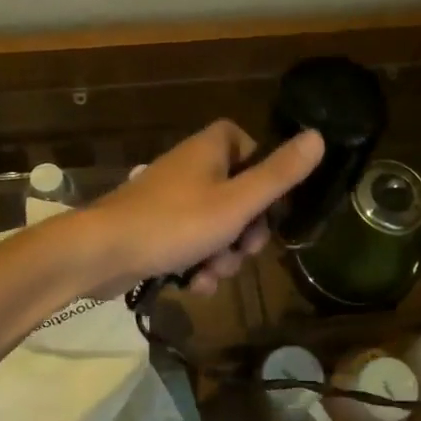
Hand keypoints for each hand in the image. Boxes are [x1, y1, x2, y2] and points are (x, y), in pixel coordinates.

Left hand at [70, 120, 324, 298]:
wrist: (101, 253)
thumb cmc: (175, 222)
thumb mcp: (238, 202)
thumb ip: (279, 174)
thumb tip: (319, 136)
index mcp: (210, 149)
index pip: (250, 146)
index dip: (264, 176)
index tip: (269, 205)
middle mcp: (191, 167)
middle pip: (238, 193)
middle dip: (245, 231)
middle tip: (243, 251)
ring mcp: (170, 198)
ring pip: (216, 224)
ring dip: (223, 254)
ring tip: (211, 274)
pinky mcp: (155, 227)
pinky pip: (191, 242)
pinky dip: (197, 263)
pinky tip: (194, 285)